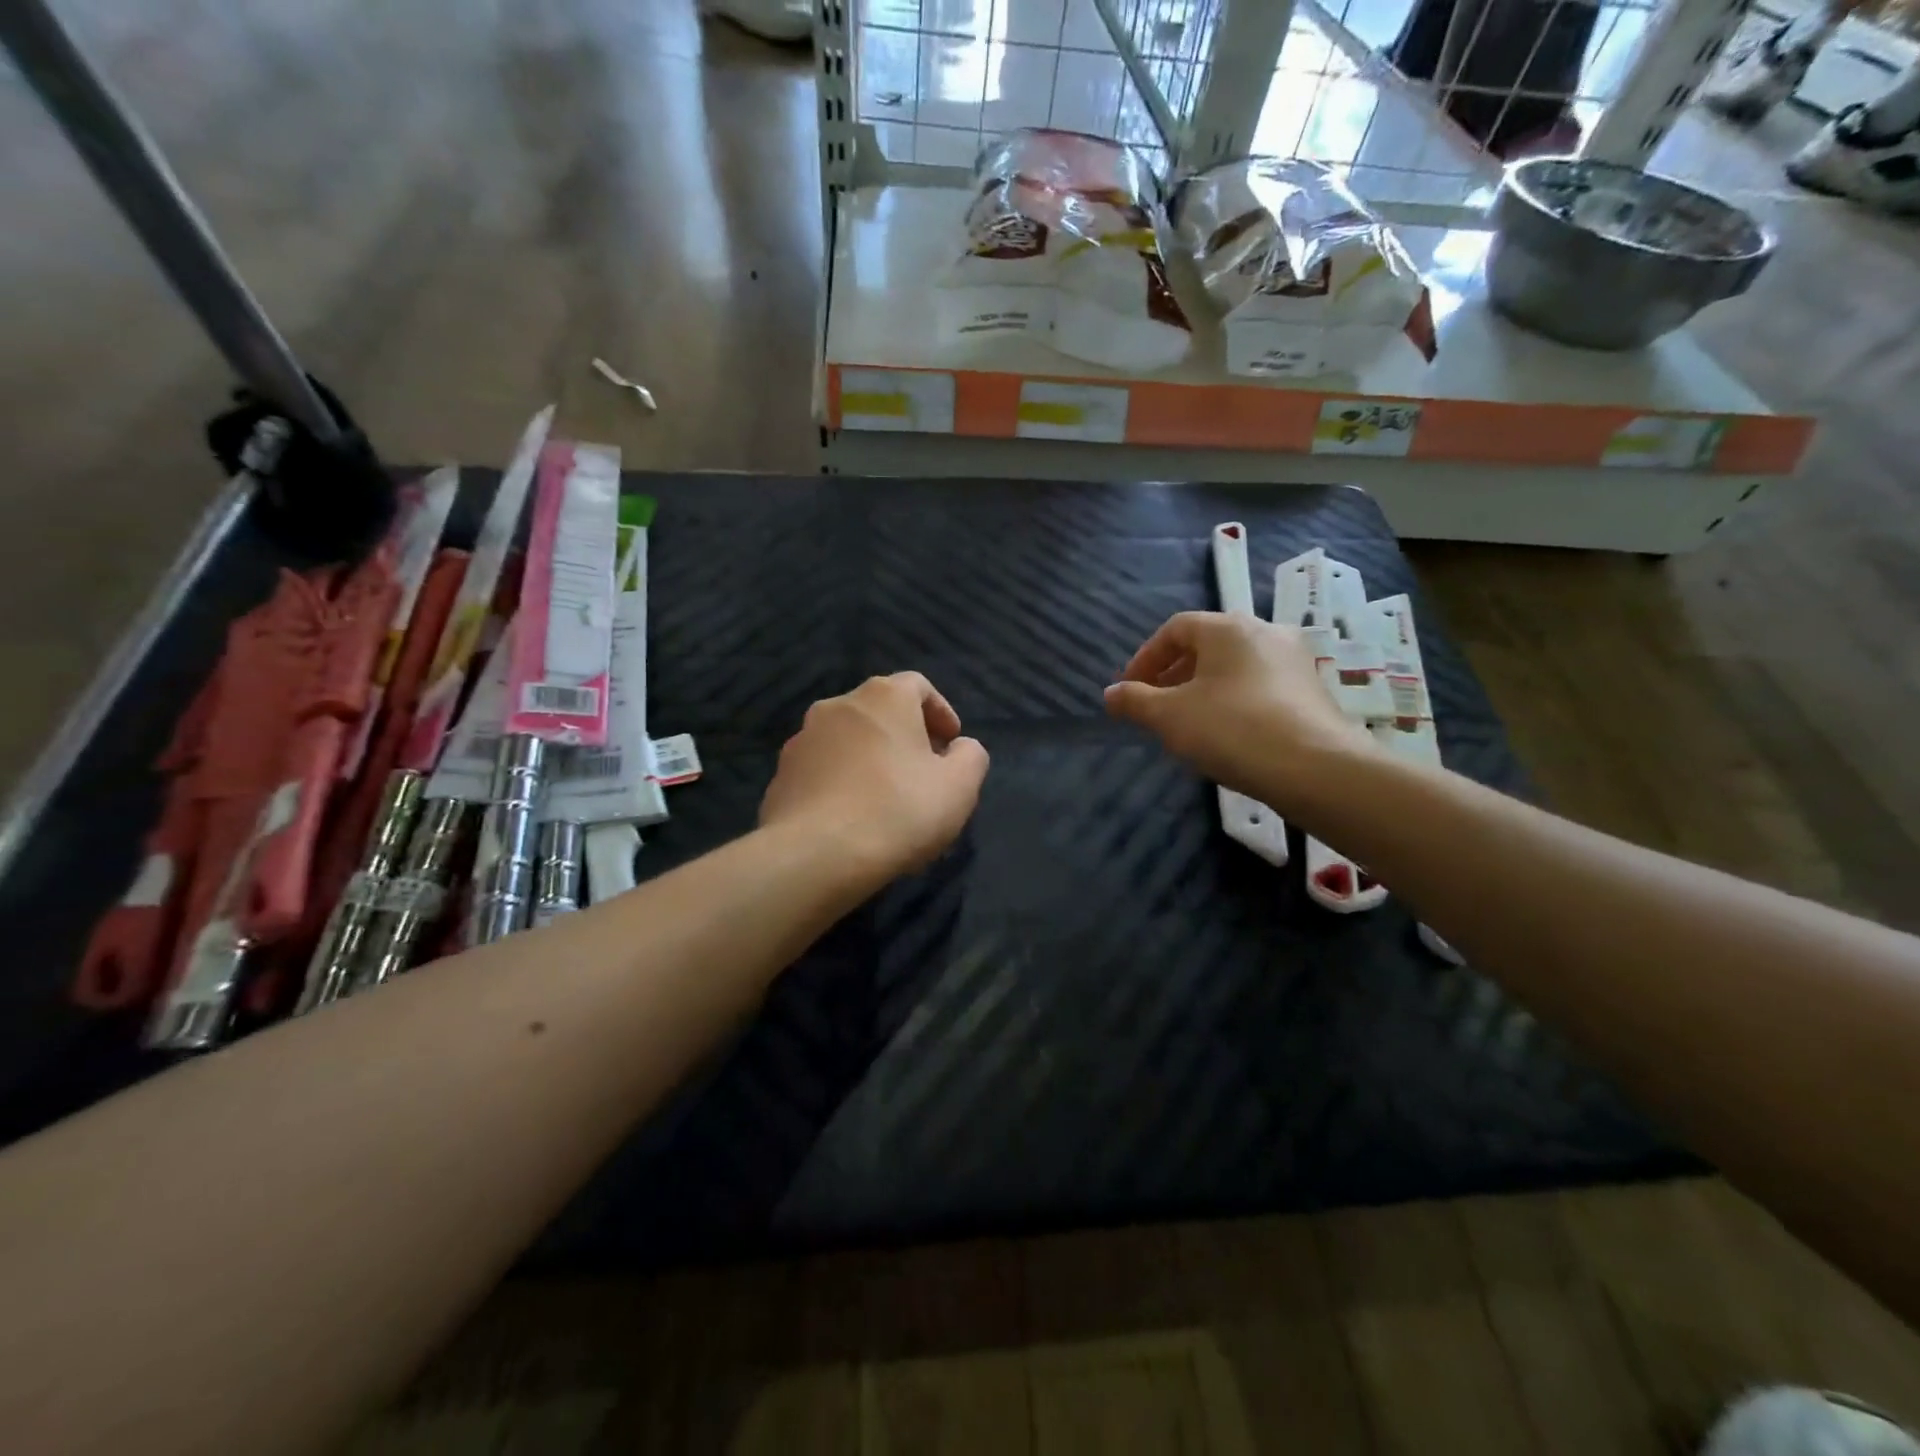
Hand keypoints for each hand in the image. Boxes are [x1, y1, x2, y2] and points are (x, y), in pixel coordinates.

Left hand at [761, 673, 989, 880]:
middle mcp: (837, 705)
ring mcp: (802, 739)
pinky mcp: (781, 775)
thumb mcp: (960, 786)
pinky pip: (821, 770)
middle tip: (923, 772)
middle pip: (879, 711)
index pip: (917, 686)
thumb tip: (959, 748)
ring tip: (885, 799)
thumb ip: (971, 756)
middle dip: (904, 736)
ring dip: (869, 759)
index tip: (951, 744)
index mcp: (883, 697)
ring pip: (847, 740)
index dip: (940, 712)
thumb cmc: (898, 811)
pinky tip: (851, 817)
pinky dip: (840, 782)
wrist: (816, 855)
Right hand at [1104, 612, 1374, 808]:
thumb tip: (1110, 694)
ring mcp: (1294, 661)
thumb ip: (1135, 701)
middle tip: (1155, 705)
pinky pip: (1259, 686)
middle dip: (1174, 674)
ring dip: (1203, 688)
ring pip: (1234, 667)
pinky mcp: (1312, 691)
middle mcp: (1265, 632)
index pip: (1175, 629)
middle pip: (1207, 645)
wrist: (1316, 769)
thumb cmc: (1232, 730)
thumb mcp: (1169, 717)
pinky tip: (1227, 734)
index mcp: (1228, 628)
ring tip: (1187, 723)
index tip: (1129, 689)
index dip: (1146, 657)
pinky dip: (1233, 701)